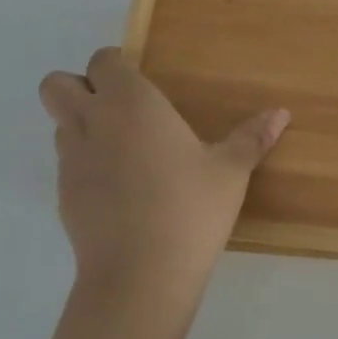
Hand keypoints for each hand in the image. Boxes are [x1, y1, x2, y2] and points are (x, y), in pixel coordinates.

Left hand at [40, 48, 288, 310]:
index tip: (141, 81)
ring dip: (81, 125)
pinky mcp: (62, 196)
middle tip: (118, 106)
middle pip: (56, 84)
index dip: (116, 65)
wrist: (139, 277)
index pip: (102, 61)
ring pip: (59, 124)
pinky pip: (66, 163)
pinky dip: (84, 163)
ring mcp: (71, 161)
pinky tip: (118, 188)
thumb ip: (252, 138)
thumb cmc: (189, 209)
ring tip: (122, 149)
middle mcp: (93, 122)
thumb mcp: (230, 172)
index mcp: (132, 103)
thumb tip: (281, 114)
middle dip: (78, 86)